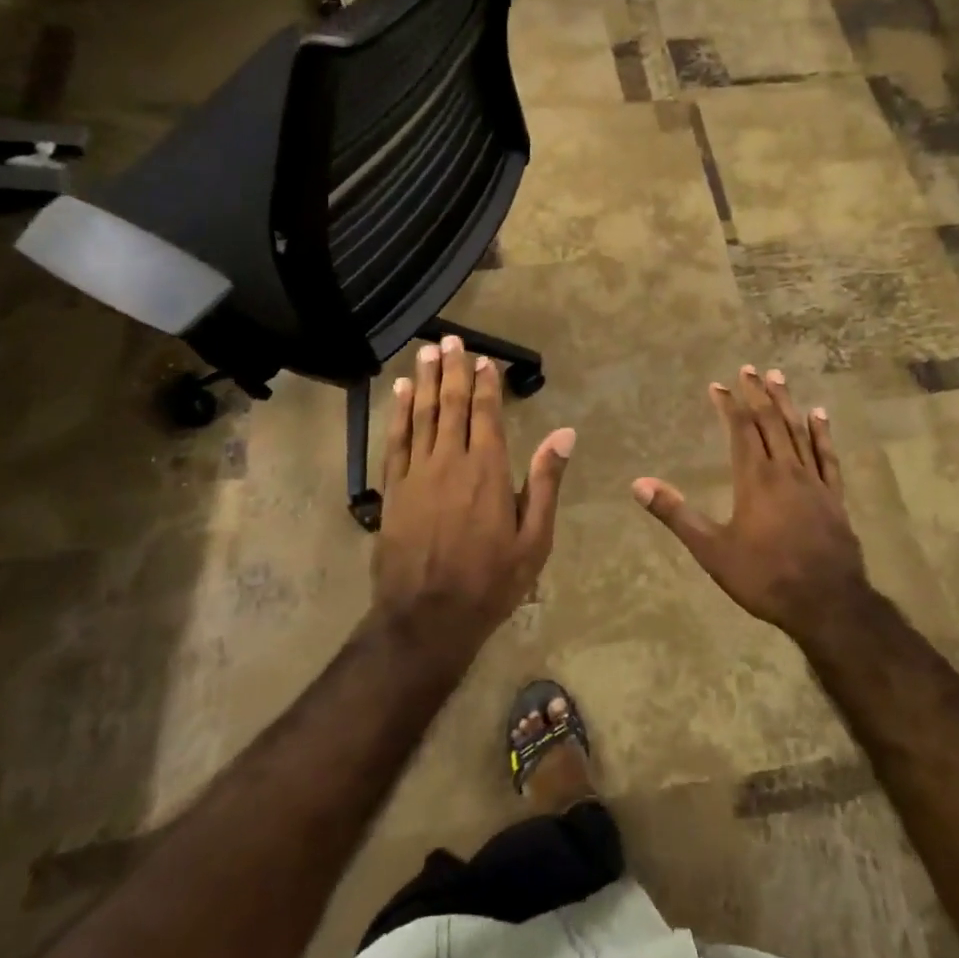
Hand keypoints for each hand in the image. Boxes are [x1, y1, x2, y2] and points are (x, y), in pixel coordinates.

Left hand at [372, 336, 574, 662]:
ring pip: (421, 415)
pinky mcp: (393, 489)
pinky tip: (398, 392)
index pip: (487, 414)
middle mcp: (451, 461)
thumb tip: (565, 433)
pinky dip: (398, 413)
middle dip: (452, 370)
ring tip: (426, 352)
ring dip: (423, 381)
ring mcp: (417, 473)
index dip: (485, 383)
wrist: (428, 618)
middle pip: (451, 405)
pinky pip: (396, 440)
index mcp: (488, 470)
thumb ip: (546, 481)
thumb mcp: (534, 538)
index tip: (484, 359)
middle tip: (450, 339)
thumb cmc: (492, 581)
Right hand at [632, 366, 869, 643]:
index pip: (740, 429)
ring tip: (779, 377)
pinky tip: (820, 415)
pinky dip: (822, 433)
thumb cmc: (764, 576)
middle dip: (758, 393)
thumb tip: (638, 484)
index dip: (728, 404)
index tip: (718, 385)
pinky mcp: (834, 496)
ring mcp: (813, 481)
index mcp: (755, 478)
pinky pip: (827, 456)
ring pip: (798, 431)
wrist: (827, 604)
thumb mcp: (711, 550)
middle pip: (770, 421)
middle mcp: (785, 469)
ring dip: (787, 402)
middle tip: (749, 368)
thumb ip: (676, 514)